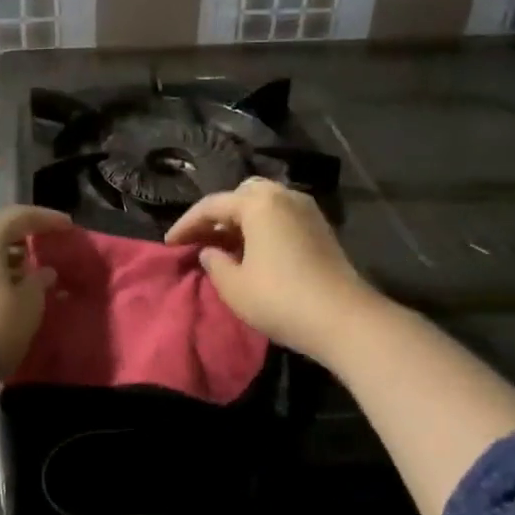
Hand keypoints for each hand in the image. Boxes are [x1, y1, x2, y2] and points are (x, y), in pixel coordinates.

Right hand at [165, 177, 375, 361]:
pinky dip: (262, 227)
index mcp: (257, 202)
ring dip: (241, 221)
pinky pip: (281, 216)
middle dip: (217, 215)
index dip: (186, 225)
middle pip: (240, 195)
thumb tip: (210, 251)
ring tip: (225, 247)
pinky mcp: (321, 228)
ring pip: (263, 204)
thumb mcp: (234, 286)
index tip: (169, 244)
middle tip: (201, 240)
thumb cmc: (281, 298)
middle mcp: (283, 195)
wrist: (344, 319)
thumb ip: (214, 263)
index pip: (211, 206)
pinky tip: (253, 252)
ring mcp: (306, 209)